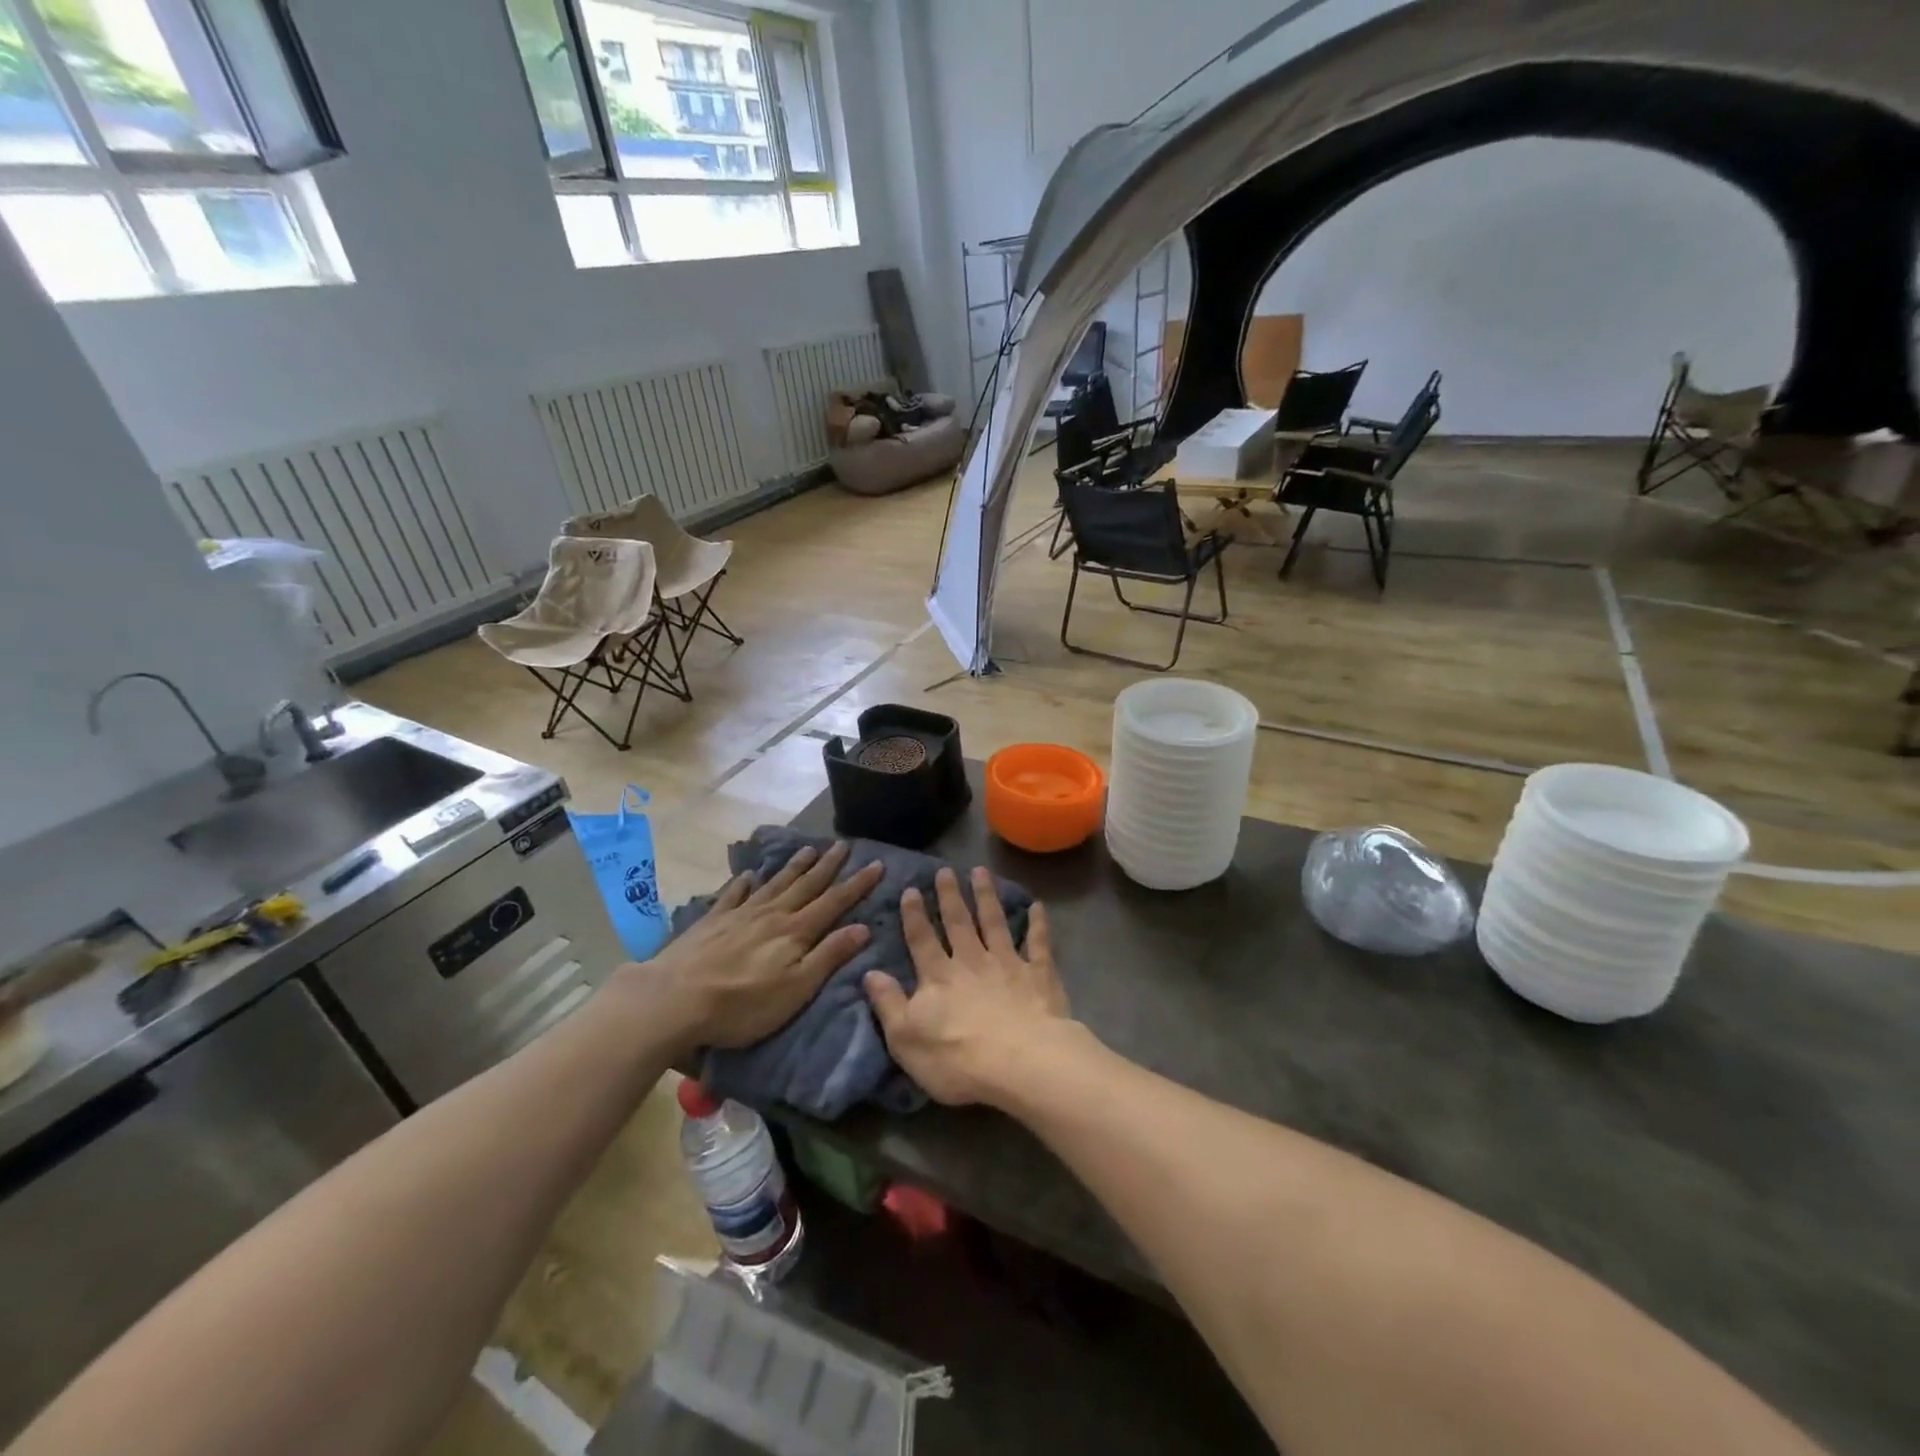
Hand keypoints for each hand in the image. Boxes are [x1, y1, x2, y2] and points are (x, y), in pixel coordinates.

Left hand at [639, 842, 883, 1050]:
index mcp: (795, 932)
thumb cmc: (742, 1004)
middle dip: (828, 866)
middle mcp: (771, 915)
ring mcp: (739, 915)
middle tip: (844, 845)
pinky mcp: (711, 922)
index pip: (834, 902)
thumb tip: (863, 927)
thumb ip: (828, 956)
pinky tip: (748, 876)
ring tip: (809, 849)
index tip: (877, 864)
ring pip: (774, 884)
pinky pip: (733, 895)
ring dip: (794, 867)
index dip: (857, 884)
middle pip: (806, 885)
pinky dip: (743, 884)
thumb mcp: (796, 989)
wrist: (674, 998)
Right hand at [863, 866, 1074, 1106]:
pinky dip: (1038, 924)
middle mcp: (971, 962)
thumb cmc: (958, 1059)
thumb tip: (869, 973)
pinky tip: (1037, 906)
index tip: (911, 889)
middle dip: (950, 895)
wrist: (1022, 1063)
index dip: (914, 915)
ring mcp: (1007, 964)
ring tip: (981, 871)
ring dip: (987, 896)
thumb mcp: (906, 1039)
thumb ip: (888, 1004)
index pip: (921, 940)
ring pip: (995, 923)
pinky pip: (1038, 943)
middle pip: (958, 922)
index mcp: (938, 977)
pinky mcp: (1039, 974)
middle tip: (945, 870)